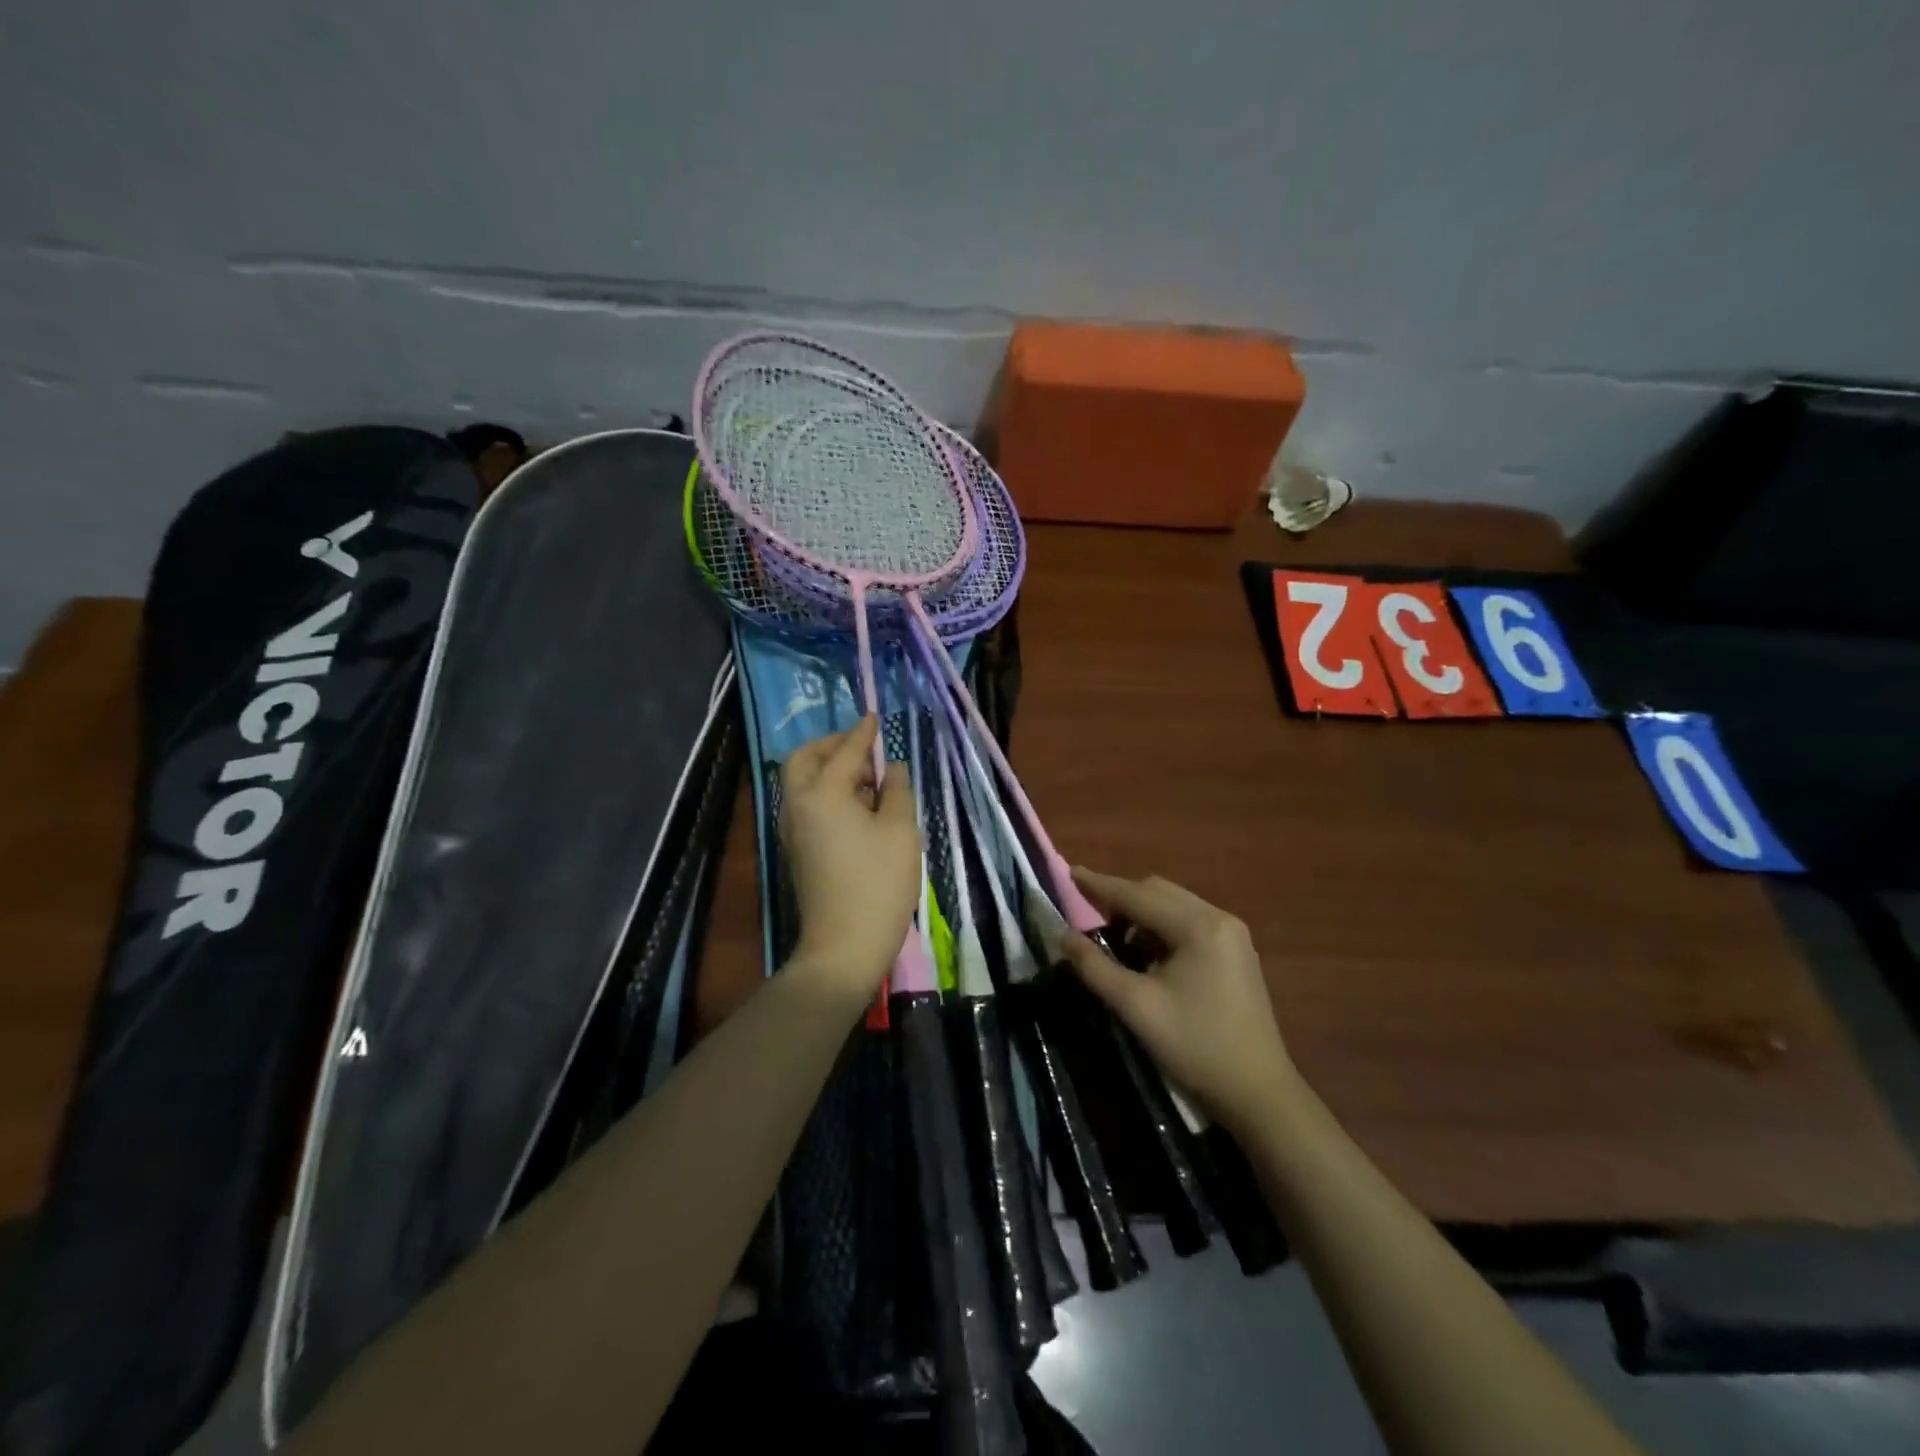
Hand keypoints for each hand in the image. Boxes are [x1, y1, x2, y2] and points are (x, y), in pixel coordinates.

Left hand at [779, 717, 920, 1002]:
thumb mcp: (901, 831)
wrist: (844, 945)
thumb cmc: (878, 884)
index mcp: (822, 794)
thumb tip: (890, 768)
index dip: (862, 733)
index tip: (875, 718)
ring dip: (828, 770)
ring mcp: (792, 830)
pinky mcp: (796, 851)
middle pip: (804, 760)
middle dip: (831, 746)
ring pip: (801, 783)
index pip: (844, 752)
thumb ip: (897, 790)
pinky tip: (857, 808)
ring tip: (867, 780)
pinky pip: (805, 805)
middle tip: (862, 749)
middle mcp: (798, 805)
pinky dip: (825, 793)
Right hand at [1060, 867, 1295, 1132]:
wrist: (1258, 1093)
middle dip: (1120, 897)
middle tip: (1086, 911)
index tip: (1068, 873)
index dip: (1099, 885)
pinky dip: (1162, 927)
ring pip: (1174, 905)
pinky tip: (1146, 952)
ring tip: (1112, 936)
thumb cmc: (1195, 1046)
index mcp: (1198, 926)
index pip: (1137, 894)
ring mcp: (1232, 934)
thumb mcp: (1136, 1006)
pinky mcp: (1236, 952)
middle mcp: (1219, 918)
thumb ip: (1095, 966)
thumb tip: (1063, 936)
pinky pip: (1190, 922)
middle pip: (1158, 891)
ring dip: (1141, 913)